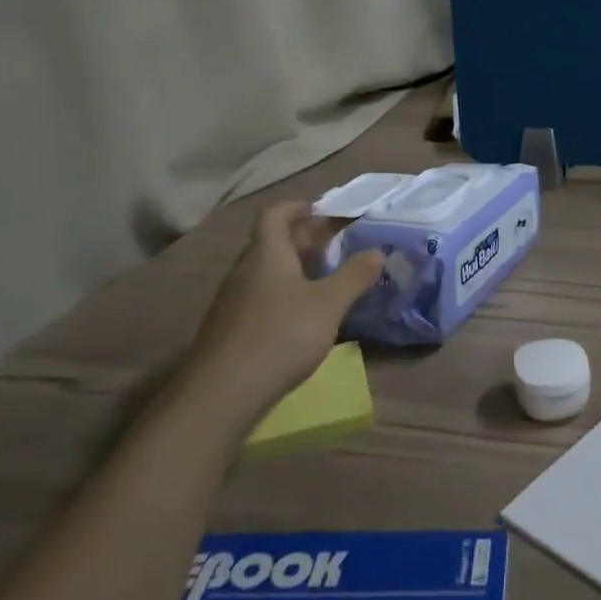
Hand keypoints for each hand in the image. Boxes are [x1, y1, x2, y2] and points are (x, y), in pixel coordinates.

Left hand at [192, 202, 383, 415]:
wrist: (223, 392)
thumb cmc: (281, 335)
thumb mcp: (329, 304)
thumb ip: (354, 276)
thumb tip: (377, 251)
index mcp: (266, 254)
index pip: (275, 214)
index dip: (297, 208)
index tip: (323, 213)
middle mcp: (244, 270)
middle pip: (270, 242)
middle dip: (302, 240)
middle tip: (333, 247)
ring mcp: (231, 301)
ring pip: (264, 271)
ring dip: (292, 269)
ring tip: (322, 281)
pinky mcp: (229, 328)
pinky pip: (258, 296)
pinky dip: (280, 294)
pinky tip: (300, 318)